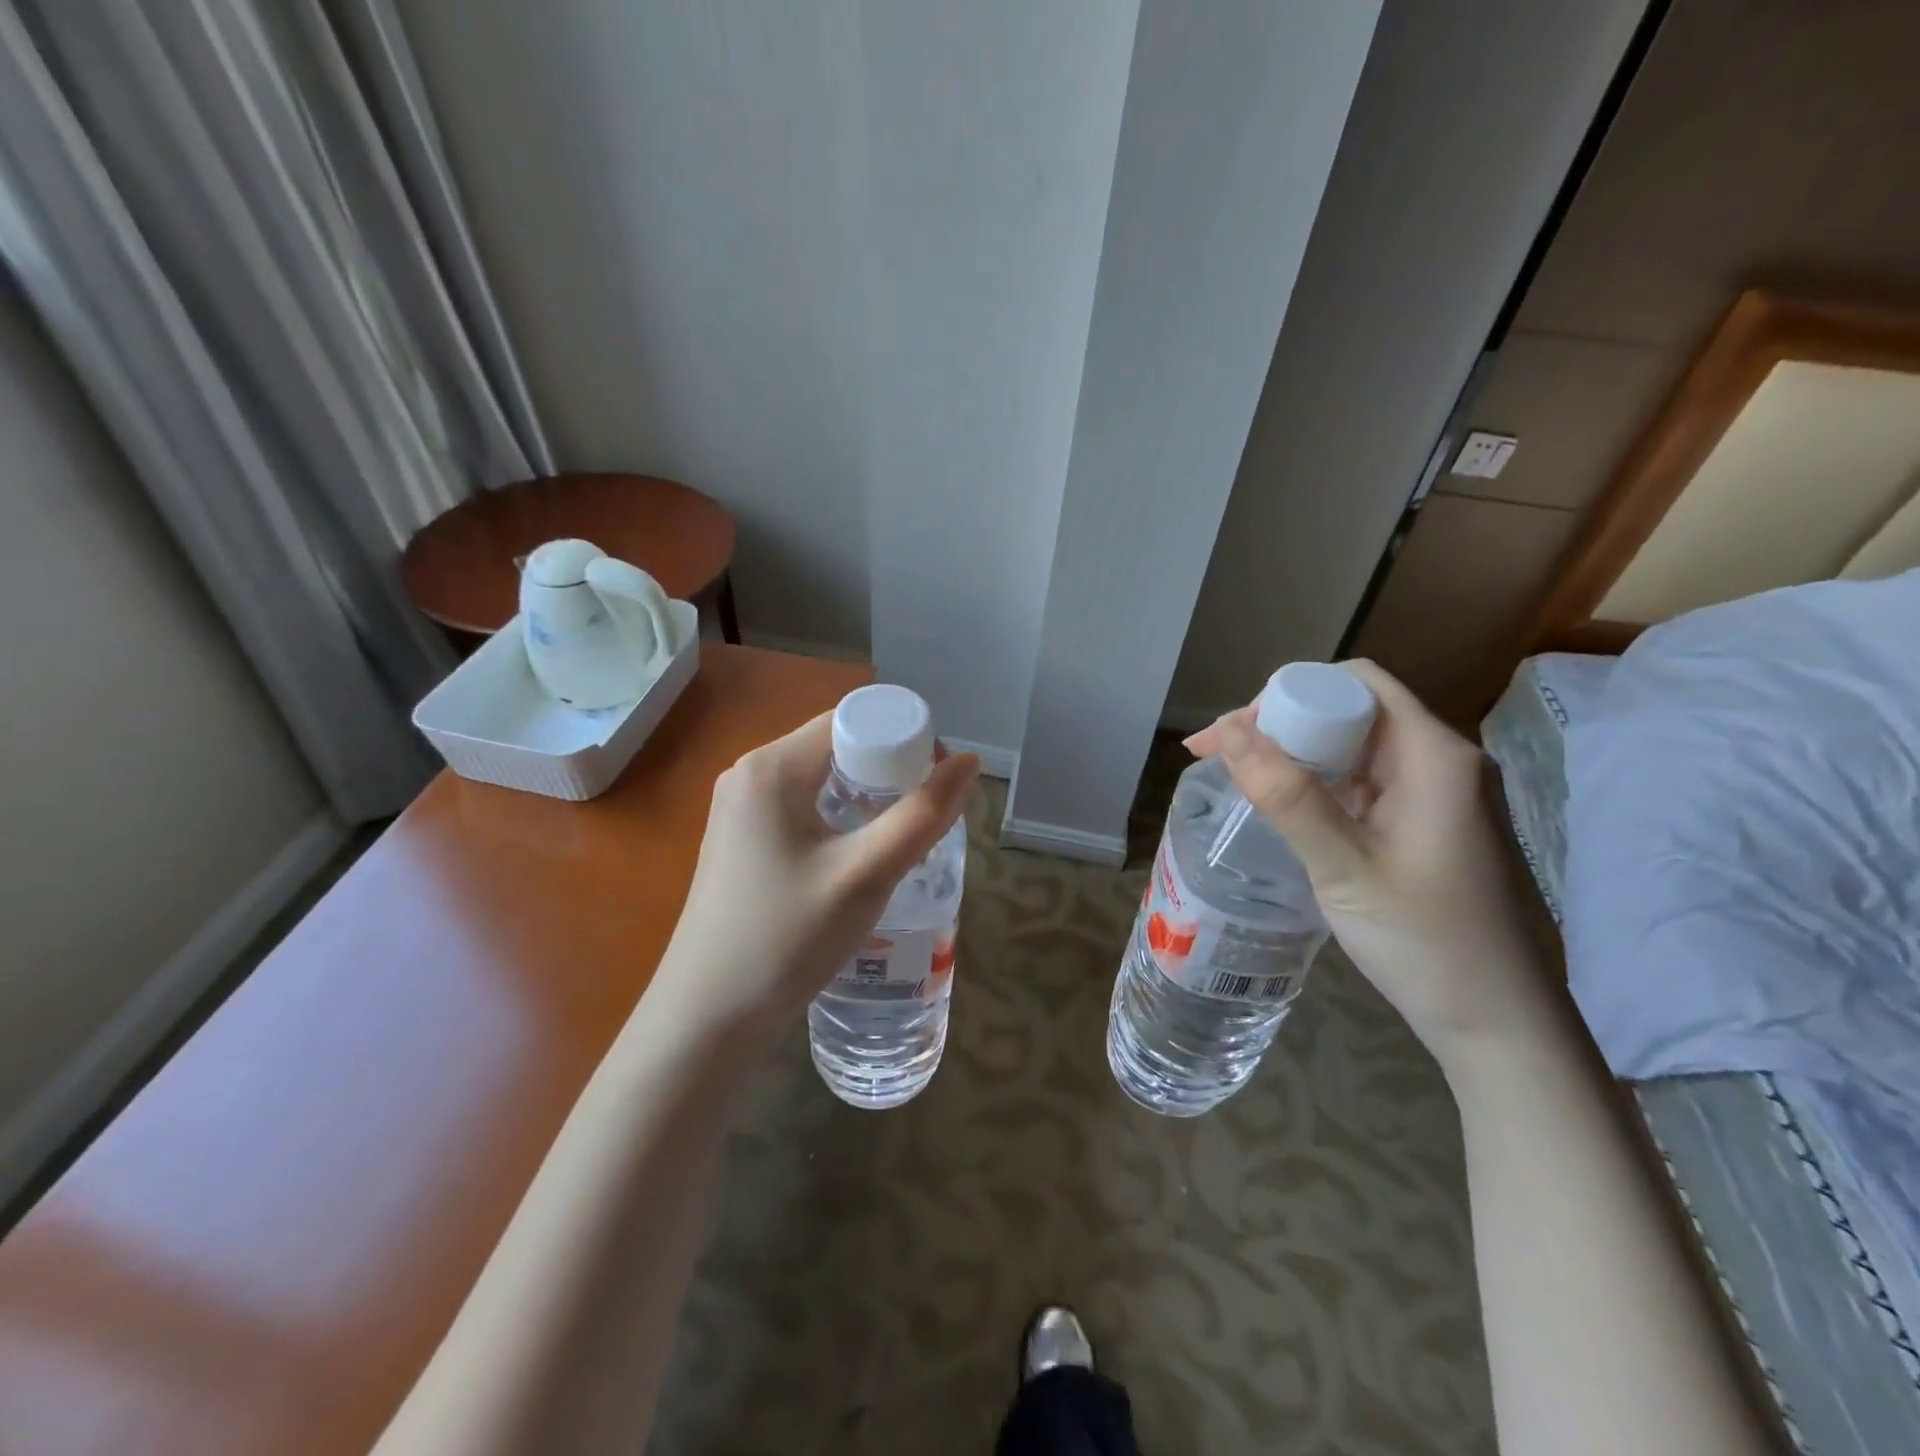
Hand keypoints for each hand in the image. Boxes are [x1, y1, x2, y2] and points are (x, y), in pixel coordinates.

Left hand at [648, 713, 979, 1055]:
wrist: (706, 1019)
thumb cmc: (786, 940)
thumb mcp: (864, 876)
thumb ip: (921, 816)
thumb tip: (969, 763)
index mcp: (772, 766)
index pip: (852, 722)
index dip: (904, 739)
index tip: (938, 783)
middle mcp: (751, 774)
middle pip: (839, 747)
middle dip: (890, 771)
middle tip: (927, 816)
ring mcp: (741, 808)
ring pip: (824, 780)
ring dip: (869, 798)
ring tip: (902, 839)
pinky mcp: (743, 840)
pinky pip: (805, 808)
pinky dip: (842, 819)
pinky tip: (860, 858)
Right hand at [1185, 660, 1562, 1070]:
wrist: (1501, 1026)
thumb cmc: (1426, 943)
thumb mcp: (1344, 867)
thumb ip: (1286, 795)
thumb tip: (1227, 731)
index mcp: (1434, 755)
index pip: (1354, 684)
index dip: (1286, 694)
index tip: (1232, 733)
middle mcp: (1441, 761)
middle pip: (1351, 710)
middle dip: (1280, 724)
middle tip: (1220, 756)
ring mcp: (1438, 794)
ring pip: (1354, 747)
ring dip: (1295, 755)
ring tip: (1239, 778)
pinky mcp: (1428, 824)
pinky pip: (1364, 783)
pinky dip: (1318, 785)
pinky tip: (1284, 809)